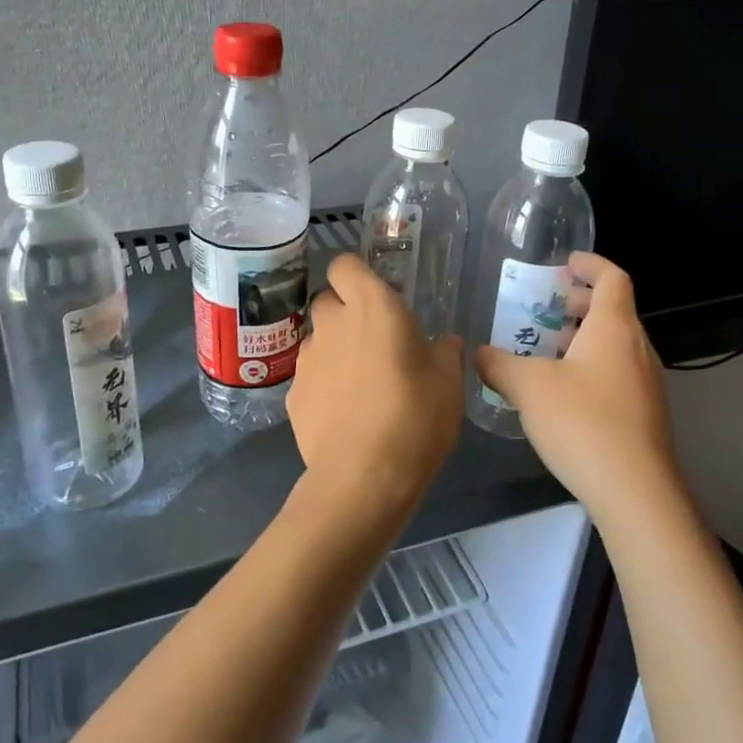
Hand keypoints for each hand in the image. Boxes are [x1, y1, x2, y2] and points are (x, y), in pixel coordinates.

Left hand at [288, 254, 464, 534]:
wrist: (362, 478)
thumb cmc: (415, 418)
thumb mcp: (449, 384)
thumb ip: (445, 353)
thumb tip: (444, 343)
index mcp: (373, 307)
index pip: (345, 265)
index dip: (356, 275)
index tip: (375, 295)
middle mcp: (333, 323)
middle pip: (328, 300)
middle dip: (345, 312)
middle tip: (372, 340)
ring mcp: (307, 358)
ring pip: (317, 338)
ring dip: (334, 349)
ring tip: (359, 382)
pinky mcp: (293, 393)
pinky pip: (310, 375)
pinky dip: (322, 384)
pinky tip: (342, 413)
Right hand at [476, 252, 684, 525]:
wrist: (636, 493)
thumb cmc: (583, 423)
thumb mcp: (529, 388)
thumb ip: (499, 364)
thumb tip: (477, 353)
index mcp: (614, 329)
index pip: (613, 278)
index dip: (590, 264)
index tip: (565, 263)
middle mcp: (637, 348)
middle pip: (614, 310)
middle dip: (580, 303)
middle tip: (546, 308)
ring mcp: (646, 383)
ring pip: (615, 345)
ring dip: (583, 338)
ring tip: (546, 350)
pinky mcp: (644, 414)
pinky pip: (617, 373)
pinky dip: (591, 366)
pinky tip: (562, 392)